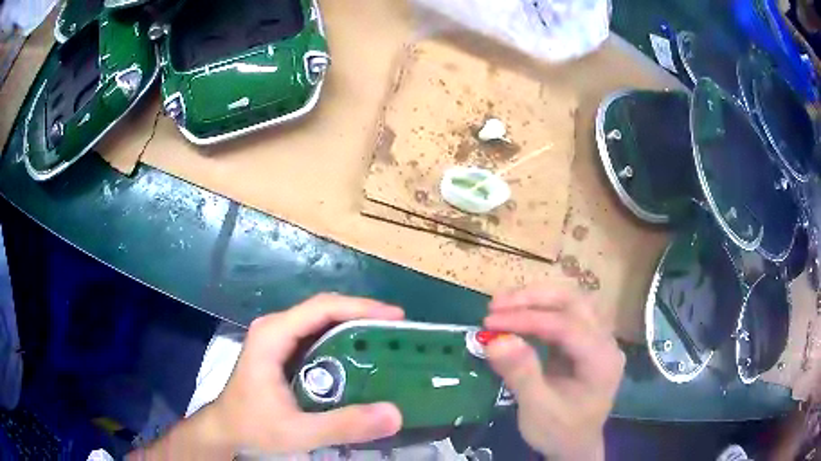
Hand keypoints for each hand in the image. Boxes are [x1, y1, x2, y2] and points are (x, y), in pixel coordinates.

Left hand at [208, 294, 405, 454]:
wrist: (226, 429)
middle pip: (325, 309)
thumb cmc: (254, 426)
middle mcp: (276, 327)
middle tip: (397, 332)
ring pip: (322, 321)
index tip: (395, 317)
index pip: (322, 308)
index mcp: (273, 335)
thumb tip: (395, 413)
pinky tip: (362, 357)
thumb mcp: (298, 432)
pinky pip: (318, 336)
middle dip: (362, 316)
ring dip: (355, 327)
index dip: (361, 308)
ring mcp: (278, 337)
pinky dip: (343, 341)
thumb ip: (344, 425)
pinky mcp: (282, 350)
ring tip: (387, 341)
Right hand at [484, 285, 623, 460]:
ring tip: (501, 305)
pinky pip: (563, 315)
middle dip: (533, 299)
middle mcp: (605, 342)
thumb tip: (495, 340)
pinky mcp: (584, 342)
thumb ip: (521, 374)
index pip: (567, 325)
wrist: (574, 447)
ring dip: (535, 299)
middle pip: (574, 302)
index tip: (490, 321)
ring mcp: (597, 339)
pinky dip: (538, 312)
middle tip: (496, 304)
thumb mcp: (538, 409)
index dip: (528, 319)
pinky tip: (516, 316)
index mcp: (602, 360)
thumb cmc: (559, 432)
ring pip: (570, 302)